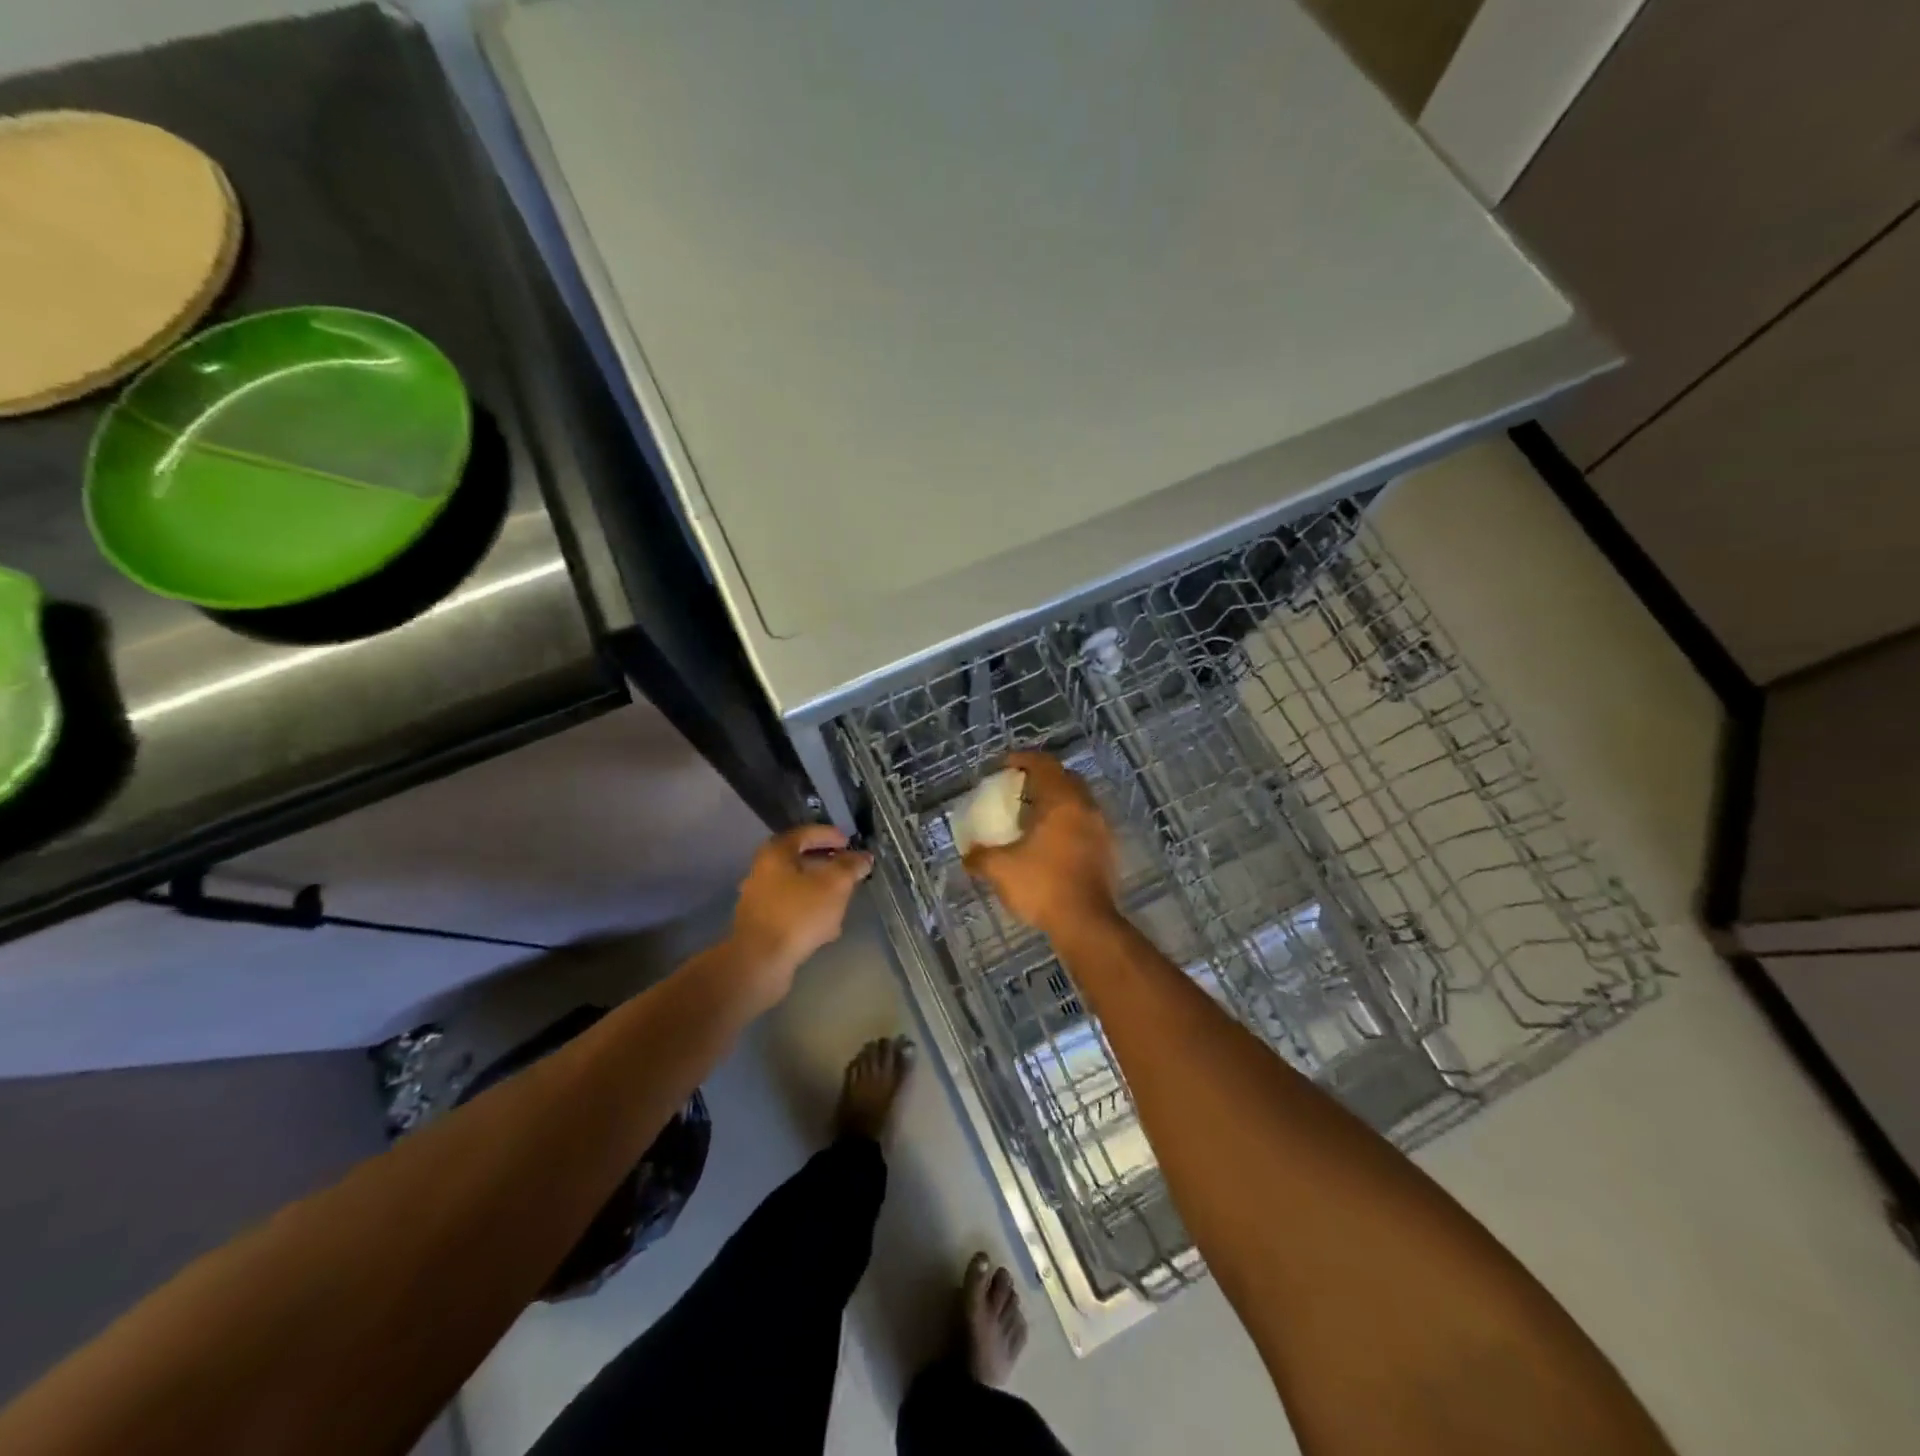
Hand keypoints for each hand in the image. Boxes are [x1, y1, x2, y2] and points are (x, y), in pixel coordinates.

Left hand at [728, 825, 874, 1004]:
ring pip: (796, 888)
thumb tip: (863, 857)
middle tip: (849, 871)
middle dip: (827, 865)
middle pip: (799, 861)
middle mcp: (762, 872)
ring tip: (843, 900)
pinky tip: (826, 928)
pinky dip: (809, 912)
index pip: (805, 833)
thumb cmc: (798, 914)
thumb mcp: (834, 885)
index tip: (849, 842)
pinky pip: (791, 911)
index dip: (830, 835)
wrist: (759, 962)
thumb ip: (850, 867)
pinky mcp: (761, 926)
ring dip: (820, 891)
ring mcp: (759, 900)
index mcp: (776, 854)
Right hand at [963, 752, 1118, 935]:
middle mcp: (1086, 807)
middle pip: (1065, 779)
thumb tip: (968, 855)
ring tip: (1032, 818)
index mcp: (1062, 801)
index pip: (1044, 764)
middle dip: (1042, 779)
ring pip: (1078, 802)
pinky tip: (1049, 843)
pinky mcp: (1107, 851)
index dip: (1022, 759)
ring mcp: (1101, 829)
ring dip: (1056, 803)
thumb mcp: (1000, 869)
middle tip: (1018, 790)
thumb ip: (980, 857)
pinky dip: (1067, 824)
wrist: (1086, 923)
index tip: (1004, 765)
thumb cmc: (1043, 885)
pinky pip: (1085, 824)